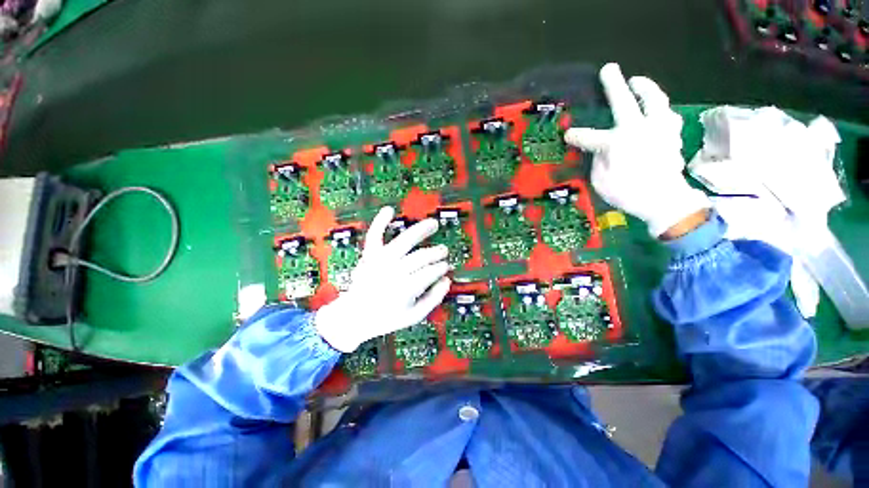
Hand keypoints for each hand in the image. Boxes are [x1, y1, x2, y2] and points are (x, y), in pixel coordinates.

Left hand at [315, 207, 451, 351]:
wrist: (353, 317)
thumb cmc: (386, 318)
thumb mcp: (414, 316)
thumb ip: (433, 299)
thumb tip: (447, 280)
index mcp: (404, 290)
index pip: (429, 273)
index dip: (440, 267)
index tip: (446, 266)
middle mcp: (393, 272)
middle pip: (420, 257)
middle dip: (435, 253)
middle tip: (444, 251)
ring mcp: (379, 261)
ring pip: (403, 241)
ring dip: (420, 231)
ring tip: (433, 224)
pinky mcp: (369, 255)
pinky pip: (374, 236)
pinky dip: (380, 222)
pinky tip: (389, 210)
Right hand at [565, 63, 709, 237]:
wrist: (664, 201)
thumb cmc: (628, 193)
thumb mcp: (601, 181)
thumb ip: (598, 161)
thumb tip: (600, 150)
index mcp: (616, 142)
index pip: (589, 136)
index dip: (577, 135)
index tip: (569, 135)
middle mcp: (639, 129)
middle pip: (625, 101)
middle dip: (614, 85)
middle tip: (608, 69)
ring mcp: (659, 130)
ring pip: (655, 100)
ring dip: (646, 88)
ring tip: (638, 81)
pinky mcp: (672, 136)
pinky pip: (667, 115)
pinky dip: (660, 109)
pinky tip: (656, 110)